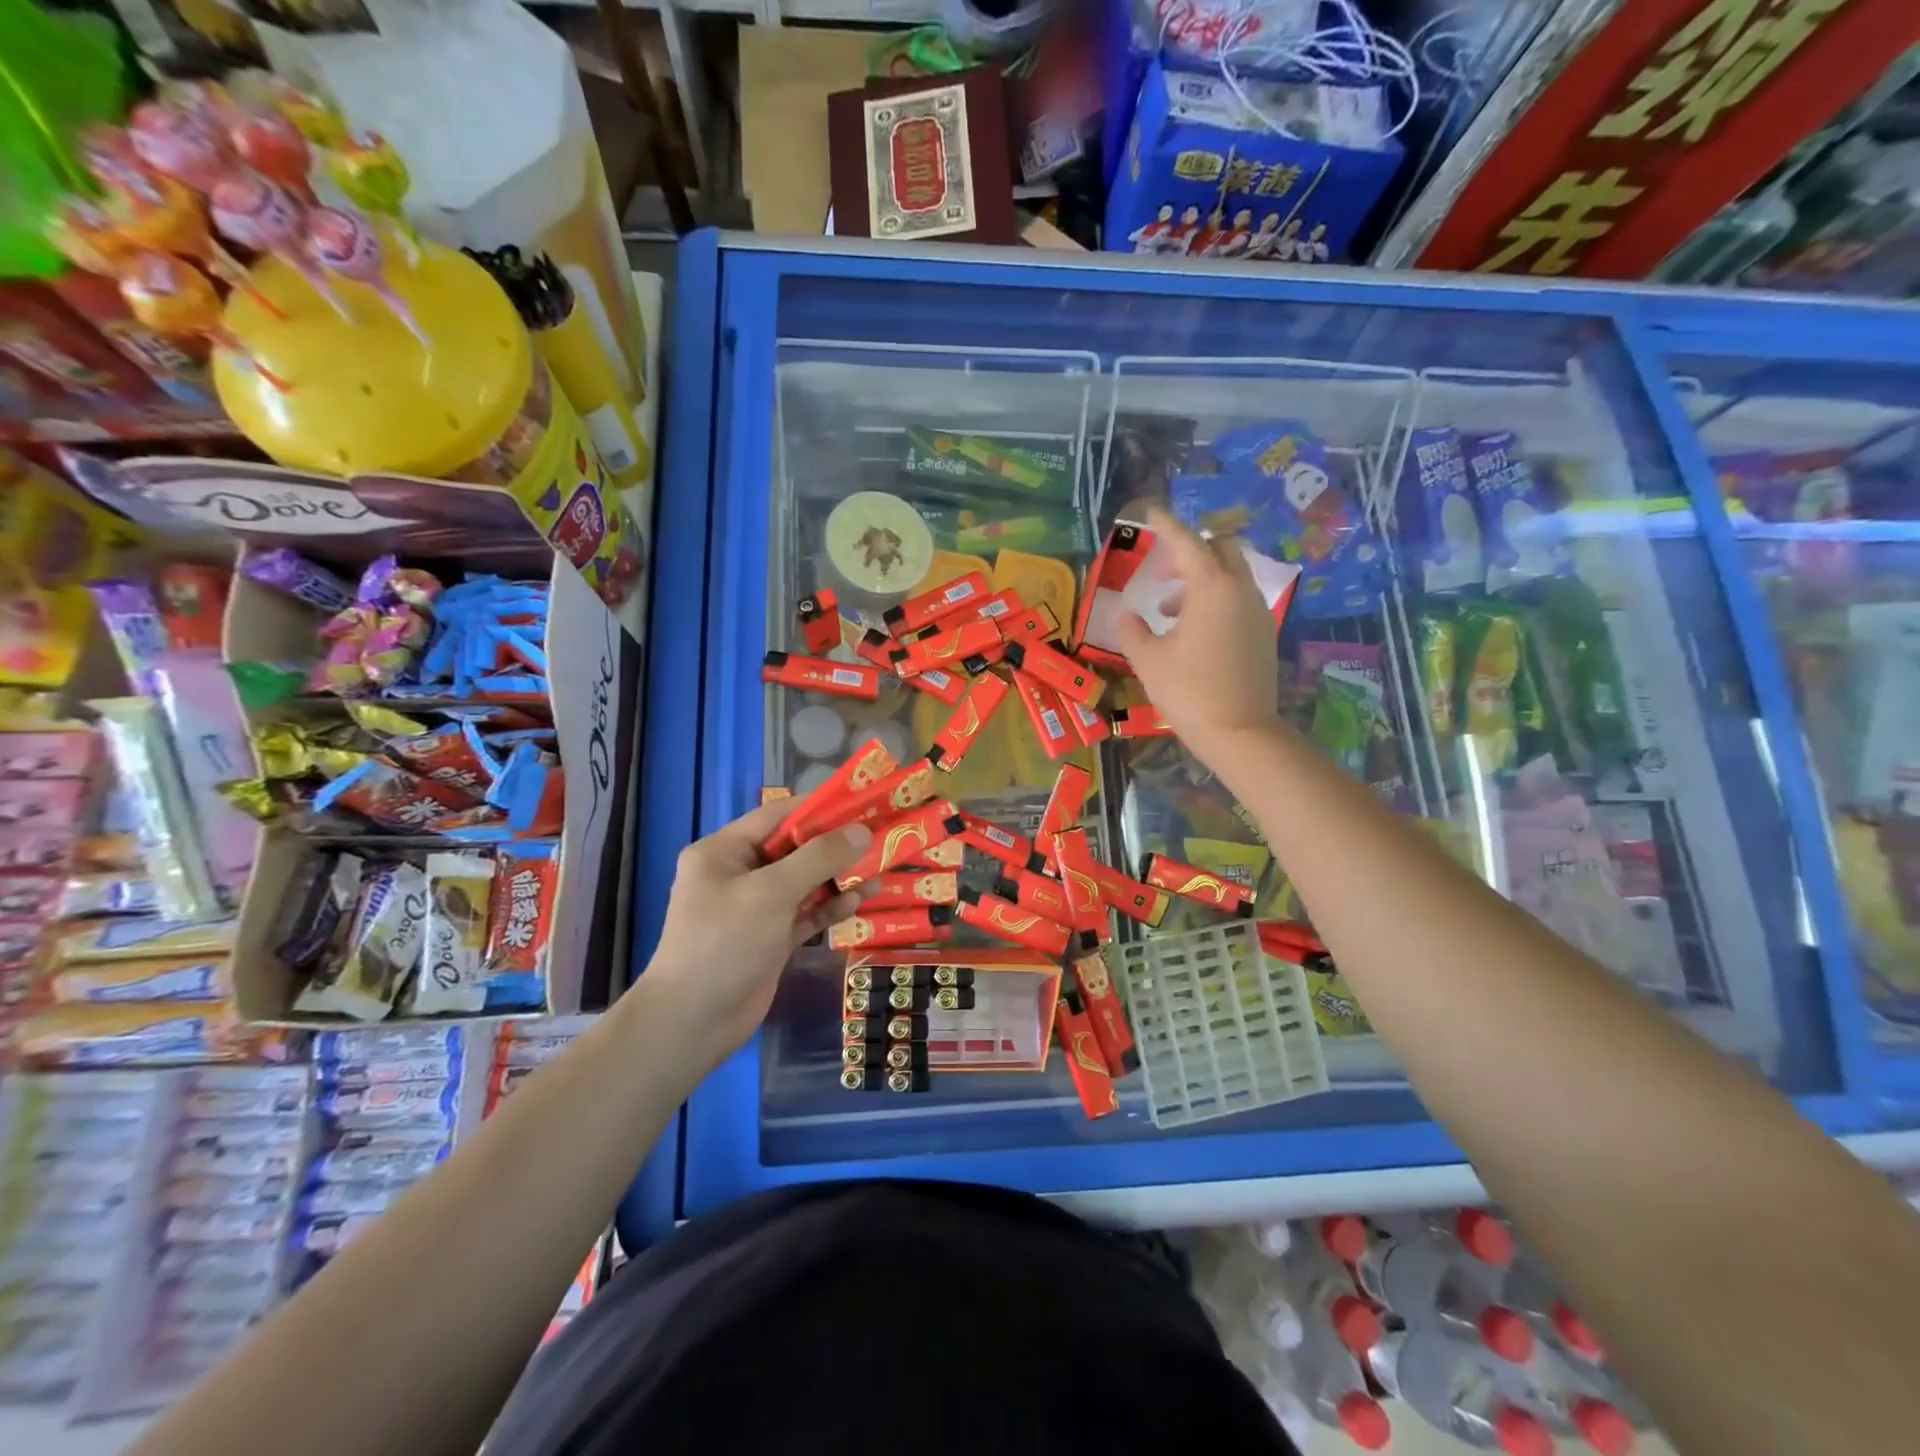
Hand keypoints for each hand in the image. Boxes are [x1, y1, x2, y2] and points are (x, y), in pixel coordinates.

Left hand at [643, 800, 870, 1060]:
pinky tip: (859, 901)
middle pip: (795, 849)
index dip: (819, 809)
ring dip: (838, 878)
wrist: (693, 1023)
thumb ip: (818, 858)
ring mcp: (755, 908)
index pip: (777, 816)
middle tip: (879, 839)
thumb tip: (861, 832)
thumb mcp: (772, 892)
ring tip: (879, 871)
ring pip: (804, 882)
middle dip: (835, 846)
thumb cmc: (725, 943)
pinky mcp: (770, 938)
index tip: (861, 806)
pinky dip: (830, 907)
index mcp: (724, 851)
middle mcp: (739, 873)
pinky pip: (805, 913)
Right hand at [1115, 506, 1281, 756]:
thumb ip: (1133, 630)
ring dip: (1202, 580)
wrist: (1240, 732)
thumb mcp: (1149, 660)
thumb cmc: (1188, 691)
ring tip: (1170, 610)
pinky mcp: (1264, 633)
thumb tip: (1126, 613)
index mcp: (1211, 588)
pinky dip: (1216, 600)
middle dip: (1191, 552)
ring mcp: (1256, 611)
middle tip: (1163, 574)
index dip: (1166, 525)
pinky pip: (1239, 599)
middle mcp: (1239, 590)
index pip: (1187, 542)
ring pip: (1231, 575)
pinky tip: (1194, 632)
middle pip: (1220, 549)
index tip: (1150, 512)